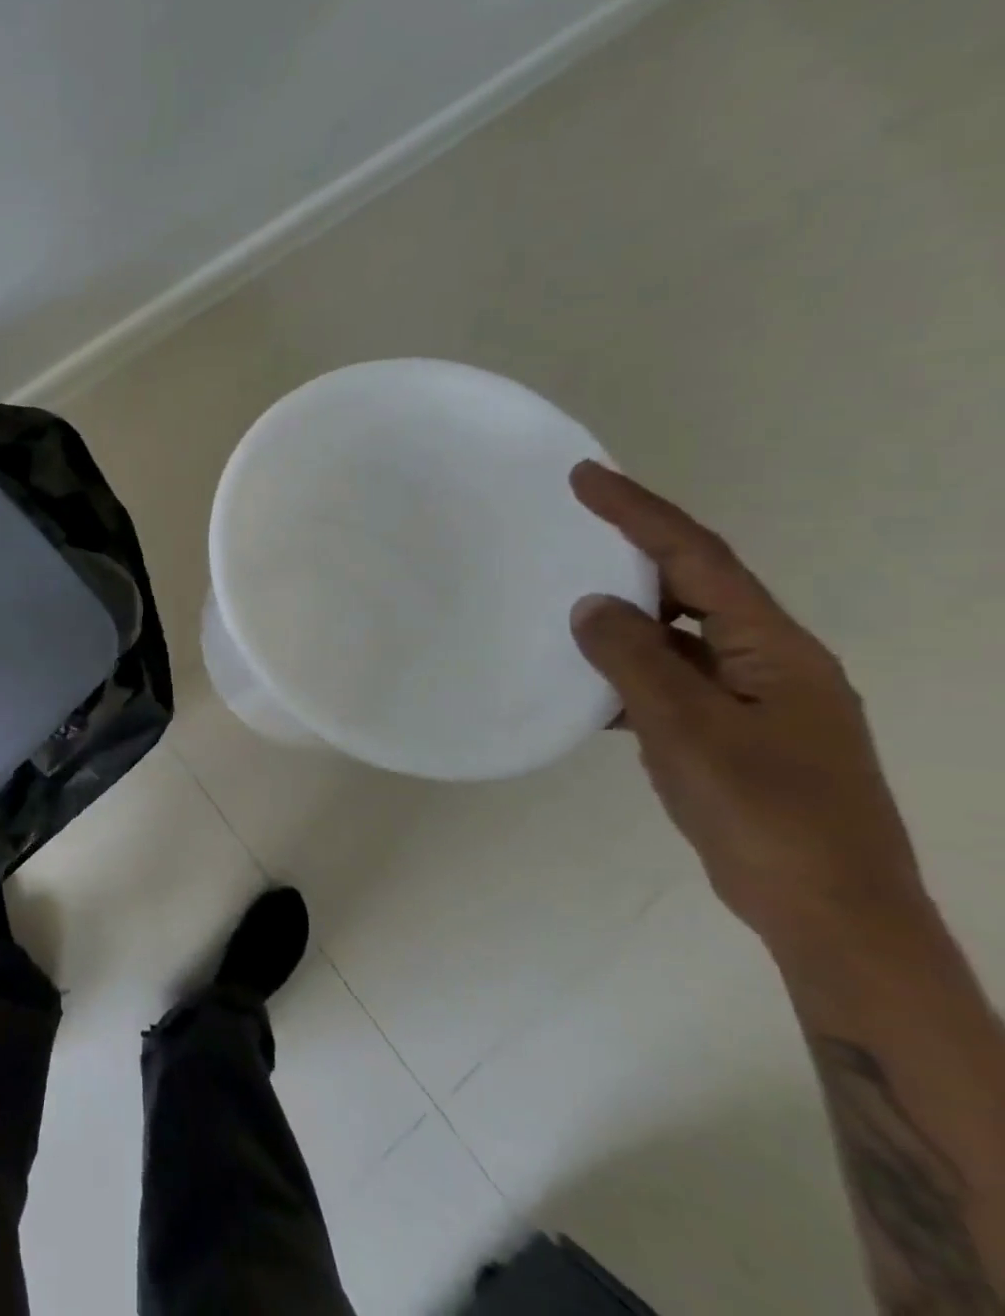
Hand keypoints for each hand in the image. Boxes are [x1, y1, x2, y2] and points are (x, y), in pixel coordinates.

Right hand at [568, 462, 928, 958]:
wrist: (826, 911)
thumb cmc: (766, 813)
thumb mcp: (688, 730)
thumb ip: (635, 661)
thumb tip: (590, 606)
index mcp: (775, 648)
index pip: (699, 559)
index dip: (640, 513)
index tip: (585, 477)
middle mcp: (770, 661)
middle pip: (694, 588)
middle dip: (633, 554)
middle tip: (568, 530)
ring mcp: (754, 700)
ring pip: (678, 638)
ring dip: (625, 617)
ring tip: (563, 602)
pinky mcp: (733, 734)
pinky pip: (670, 681)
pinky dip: (627, 673)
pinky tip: (587, 686)